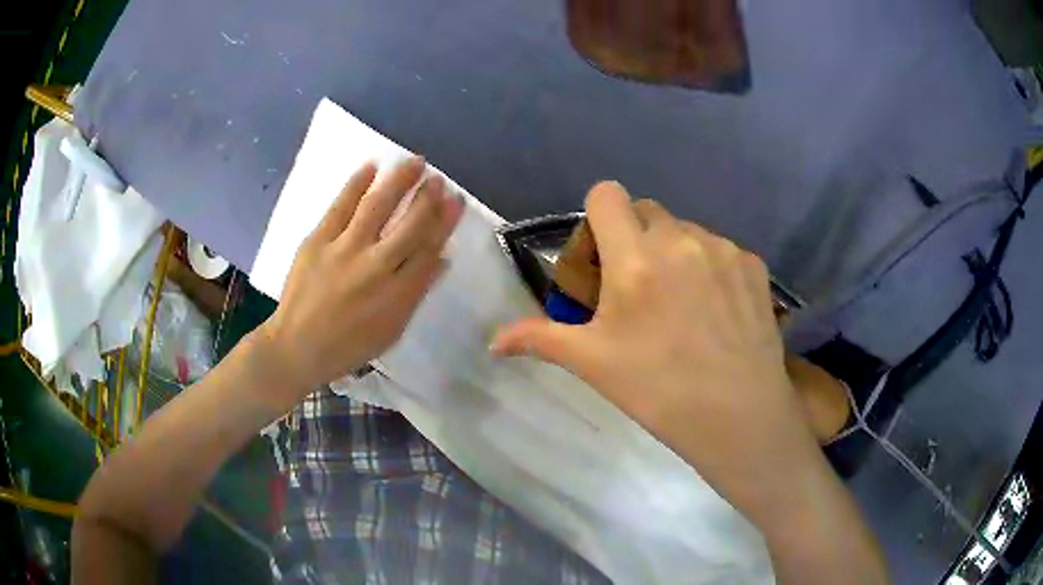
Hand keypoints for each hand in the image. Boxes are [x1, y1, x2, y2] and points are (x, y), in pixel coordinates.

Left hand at [256, 156, 463, 410]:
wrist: (296, 346)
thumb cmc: (348, 345)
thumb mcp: (391, 330)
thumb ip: (417, 292)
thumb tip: (442, 257)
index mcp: (397, 294)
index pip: (429, 249)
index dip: (445, 222)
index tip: (456, 201)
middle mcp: (375, 268)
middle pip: (409, 225)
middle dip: (427, 198)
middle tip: (438, 179)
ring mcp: (344, 250)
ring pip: (378, 207)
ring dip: (399, 181)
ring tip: (414, 161)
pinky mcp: (317, 241)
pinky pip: (340, 206)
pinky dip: (356, 184)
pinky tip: (371, 166)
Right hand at [490, 181, 823, 524]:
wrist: (738, 415)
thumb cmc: (658, 390)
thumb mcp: (593, 363)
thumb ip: (539, 339)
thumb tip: (492, 343)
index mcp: (636, 258)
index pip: (607, 195)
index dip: (598, 217)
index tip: (602, 255)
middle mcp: (681, 239)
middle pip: (647, 211)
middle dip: (636, 237)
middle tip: (639, 286)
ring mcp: (723, 249)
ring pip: (686, 230)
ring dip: (675, 252)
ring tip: (683, 303)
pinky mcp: (754, 265)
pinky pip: (722, 249)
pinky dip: (712, 268)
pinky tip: (717, 311)